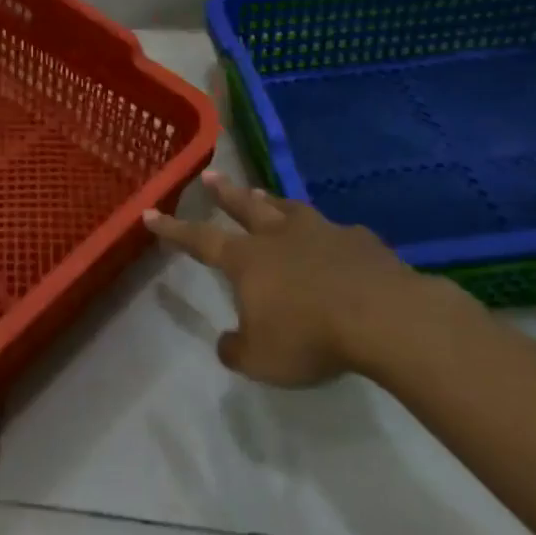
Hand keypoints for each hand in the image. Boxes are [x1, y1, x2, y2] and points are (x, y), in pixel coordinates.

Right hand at [143, 170, 441, 384]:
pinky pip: (336, 231)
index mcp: (247, 259)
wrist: (385, 318)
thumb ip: (237, 349)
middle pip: (245, 207)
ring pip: (288, 209)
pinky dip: (326, 233)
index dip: (173, 228)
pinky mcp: (361, 242)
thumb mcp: (261, 359)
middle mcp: (279, 236)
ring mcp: (322, 233)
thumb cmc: (310, 336)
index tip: (150, 212)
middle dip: (224, 193)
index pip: (199, 239)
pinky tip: (334, 237)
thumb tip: (228, 342)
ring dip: (271, 201)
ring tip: (262, 193)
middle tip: (210, 175)